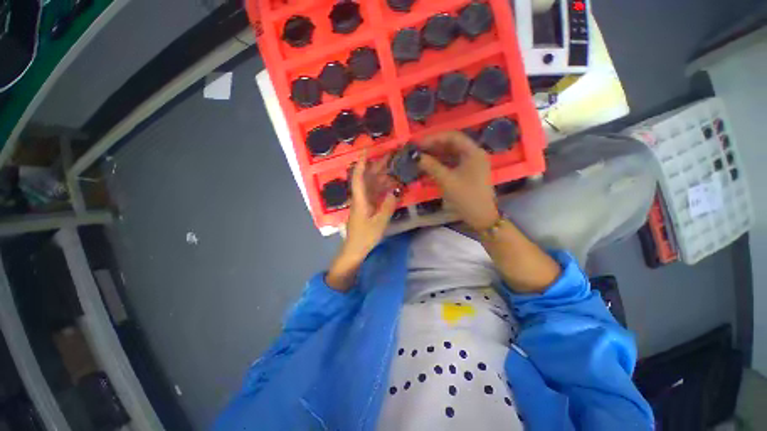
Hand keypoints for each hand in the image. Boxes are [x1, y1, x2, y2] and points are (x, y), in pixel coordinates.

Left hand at [326, 152, 397, 290]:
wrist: (355, 249)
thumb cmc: (365, 236)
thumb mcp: (379, 222)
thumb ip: (388, 206)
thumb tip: (396, 191)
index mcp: (360, 199)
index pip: (359, 177)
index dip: (362, 162)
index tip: (367, 150)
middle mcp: (360, 197)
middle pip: (367, 178)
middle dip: (377, 166)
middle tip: (391, 157)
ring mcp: (363, 202)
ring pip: (372, 185)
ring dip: (382, 177)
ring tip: (395, 169)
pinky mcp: (367, 207)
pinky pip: (375, 193)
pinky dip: (383, 188)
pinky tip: (392, 185)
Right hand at [418, 131, 498, 230]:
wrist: (481, 217)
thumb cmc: (466, 197)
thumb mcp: (446, 181)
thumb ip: (431, 166)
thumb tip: (415, 156)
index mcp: (473, 152)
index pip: (452, 136)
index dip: (433, 138)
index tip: (417, 143)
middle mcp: (473, 153)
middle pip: (451, 144)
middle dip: (433, 146)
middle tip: (416, 150)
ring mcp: (471, 163)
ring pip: (451, 153)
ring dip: (435, 154)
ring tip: (420, 157)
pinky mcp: (467, 172)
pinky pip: (452, 163)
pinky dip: (440, 163)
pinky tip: (428, 165)